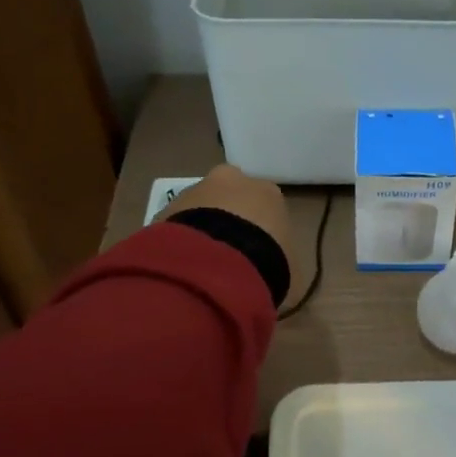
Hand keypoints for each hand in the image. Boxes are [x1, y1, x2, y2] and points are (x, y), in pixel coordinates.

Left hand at [161, 164, 291, 269]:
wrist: (216, 265)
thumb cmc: (266, 263)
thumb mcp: (291, 272)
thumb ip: (285, 266)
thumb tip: (280, 275)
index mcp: (268, 192)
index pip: (266, 205)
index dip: (262, 229)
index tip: (258, 253)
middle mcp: (231, 181)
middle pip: (230, 197)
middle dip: (228, 218)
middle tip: (228, 253)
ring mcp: (194, 191)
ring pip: (199, 207)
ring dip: (200, 229)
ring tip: (201, 264)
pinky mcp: (164, 208)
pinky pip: (175, 226)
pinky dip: (178, 241)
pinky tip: (183, 267)